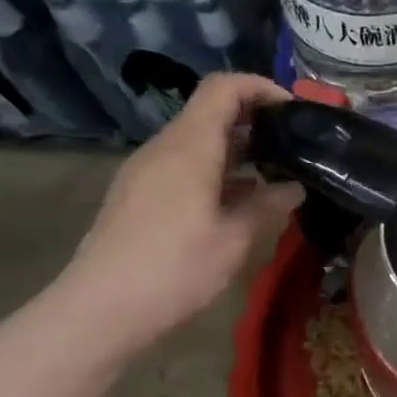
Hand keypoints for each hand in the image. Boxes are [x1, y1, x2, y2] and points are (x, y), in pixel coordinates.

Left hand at [52, 74, 300, 354]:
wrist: (101, 309)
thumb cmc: (175, 268)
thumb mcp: (234, 239)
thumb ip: (268, 206)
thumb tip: (294, 187)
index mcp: (189, 147)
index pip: (224, 88)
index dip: (261, 87)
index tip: (295, 111)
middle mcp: (164, 149)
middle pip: (210, 112)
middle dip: (255, 121)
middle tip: (294, 146)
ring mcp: (146, 172)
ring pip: (197, 142)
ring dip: (237, 150)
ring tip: (274, 176)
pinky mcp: (138, 195)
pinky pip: (183, 166)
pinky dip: (216, 171)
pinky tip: (238, 203)